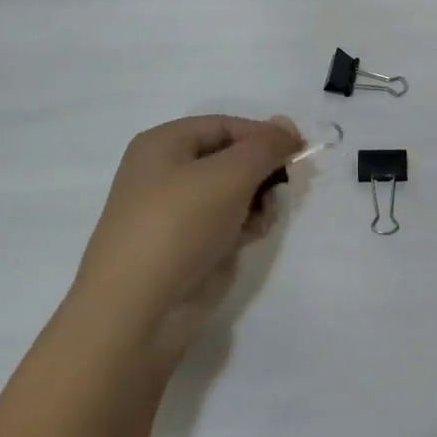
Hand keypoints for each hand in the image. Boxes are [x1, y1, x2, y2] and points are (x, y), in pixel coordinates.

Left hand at [74, 114, 301, 370]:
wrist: (138, 311)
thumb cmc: (179, 225)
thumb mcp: (229, 174)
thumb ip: (265, 146)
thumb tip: (288, 125)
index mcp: (163, 144)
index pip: (225, 125)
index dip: (263, 134)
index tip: (298, 151)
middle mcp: (166, 173)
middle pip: (230, 158)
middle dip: (261, 171)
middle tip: (282, 187)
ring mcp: (176, 213)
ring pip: (233, 192)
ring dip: (257, 200)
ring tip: (262, 218)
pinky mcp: (188, 247)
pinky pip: (227, 223)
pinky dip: (244, 226)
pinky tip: (250, 238)